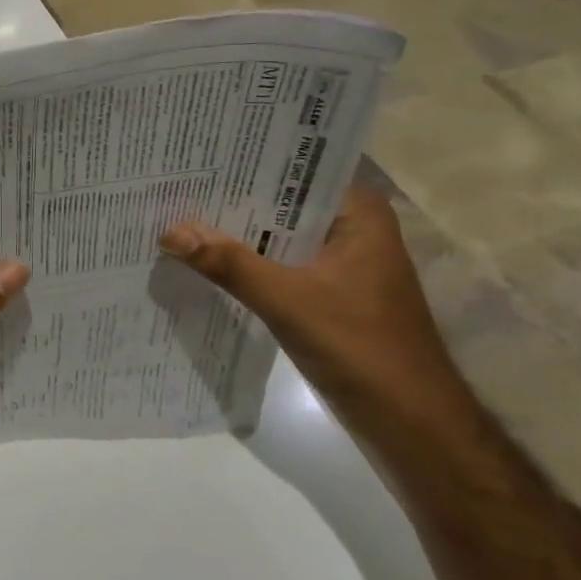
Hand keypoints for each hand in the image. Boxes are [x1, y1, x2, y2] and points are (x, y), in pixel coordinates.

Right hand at [160, 187, 468, 434]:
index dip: (246, 163)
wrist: (410, 423)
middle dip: (231, 201)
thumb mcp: (287, 301)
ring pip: (276, 237)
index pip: (295, 170)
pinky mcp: (327, 294)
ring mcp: (340, 264)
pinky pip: (278, 266)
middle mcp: (351, 229)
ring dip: (235, 235)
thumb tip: (170, 231)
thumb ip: (229, 264)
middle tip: (174, 185)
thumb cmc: (361, 348)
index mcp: (358, 214)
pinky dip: (246, 264)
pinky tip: (203, 261)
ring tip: (177, 216)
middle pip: (281, 204)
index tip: (197, 156)